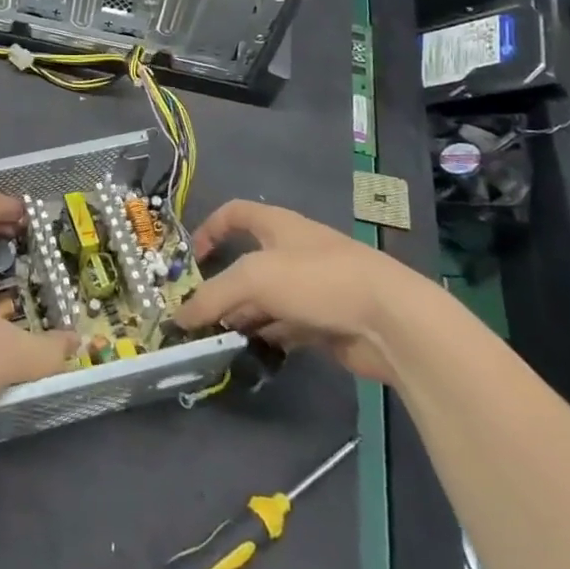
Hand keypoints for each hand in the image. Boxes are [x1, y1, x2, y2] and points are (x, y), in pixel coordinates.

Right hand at [172, 200, 431, 383]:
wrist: (390, 320)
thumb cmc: (317, 280)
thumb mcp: (254, 279)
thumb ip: (213, 297)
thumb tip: (179, 318)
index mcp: (277, 226)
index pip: (235, 213)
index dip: (209, 228)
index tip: (190, 259)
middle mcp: (292, 252)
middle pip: (246, 263)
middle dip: (221, 287)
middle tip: (196, 314)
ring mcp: (310, 289)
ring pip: (264, 300)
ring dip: (241, 317)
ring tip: (215, 341)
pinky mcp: (325, 323)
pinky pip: (285, 328)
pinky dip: (266, 338)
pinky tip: (249, 355)